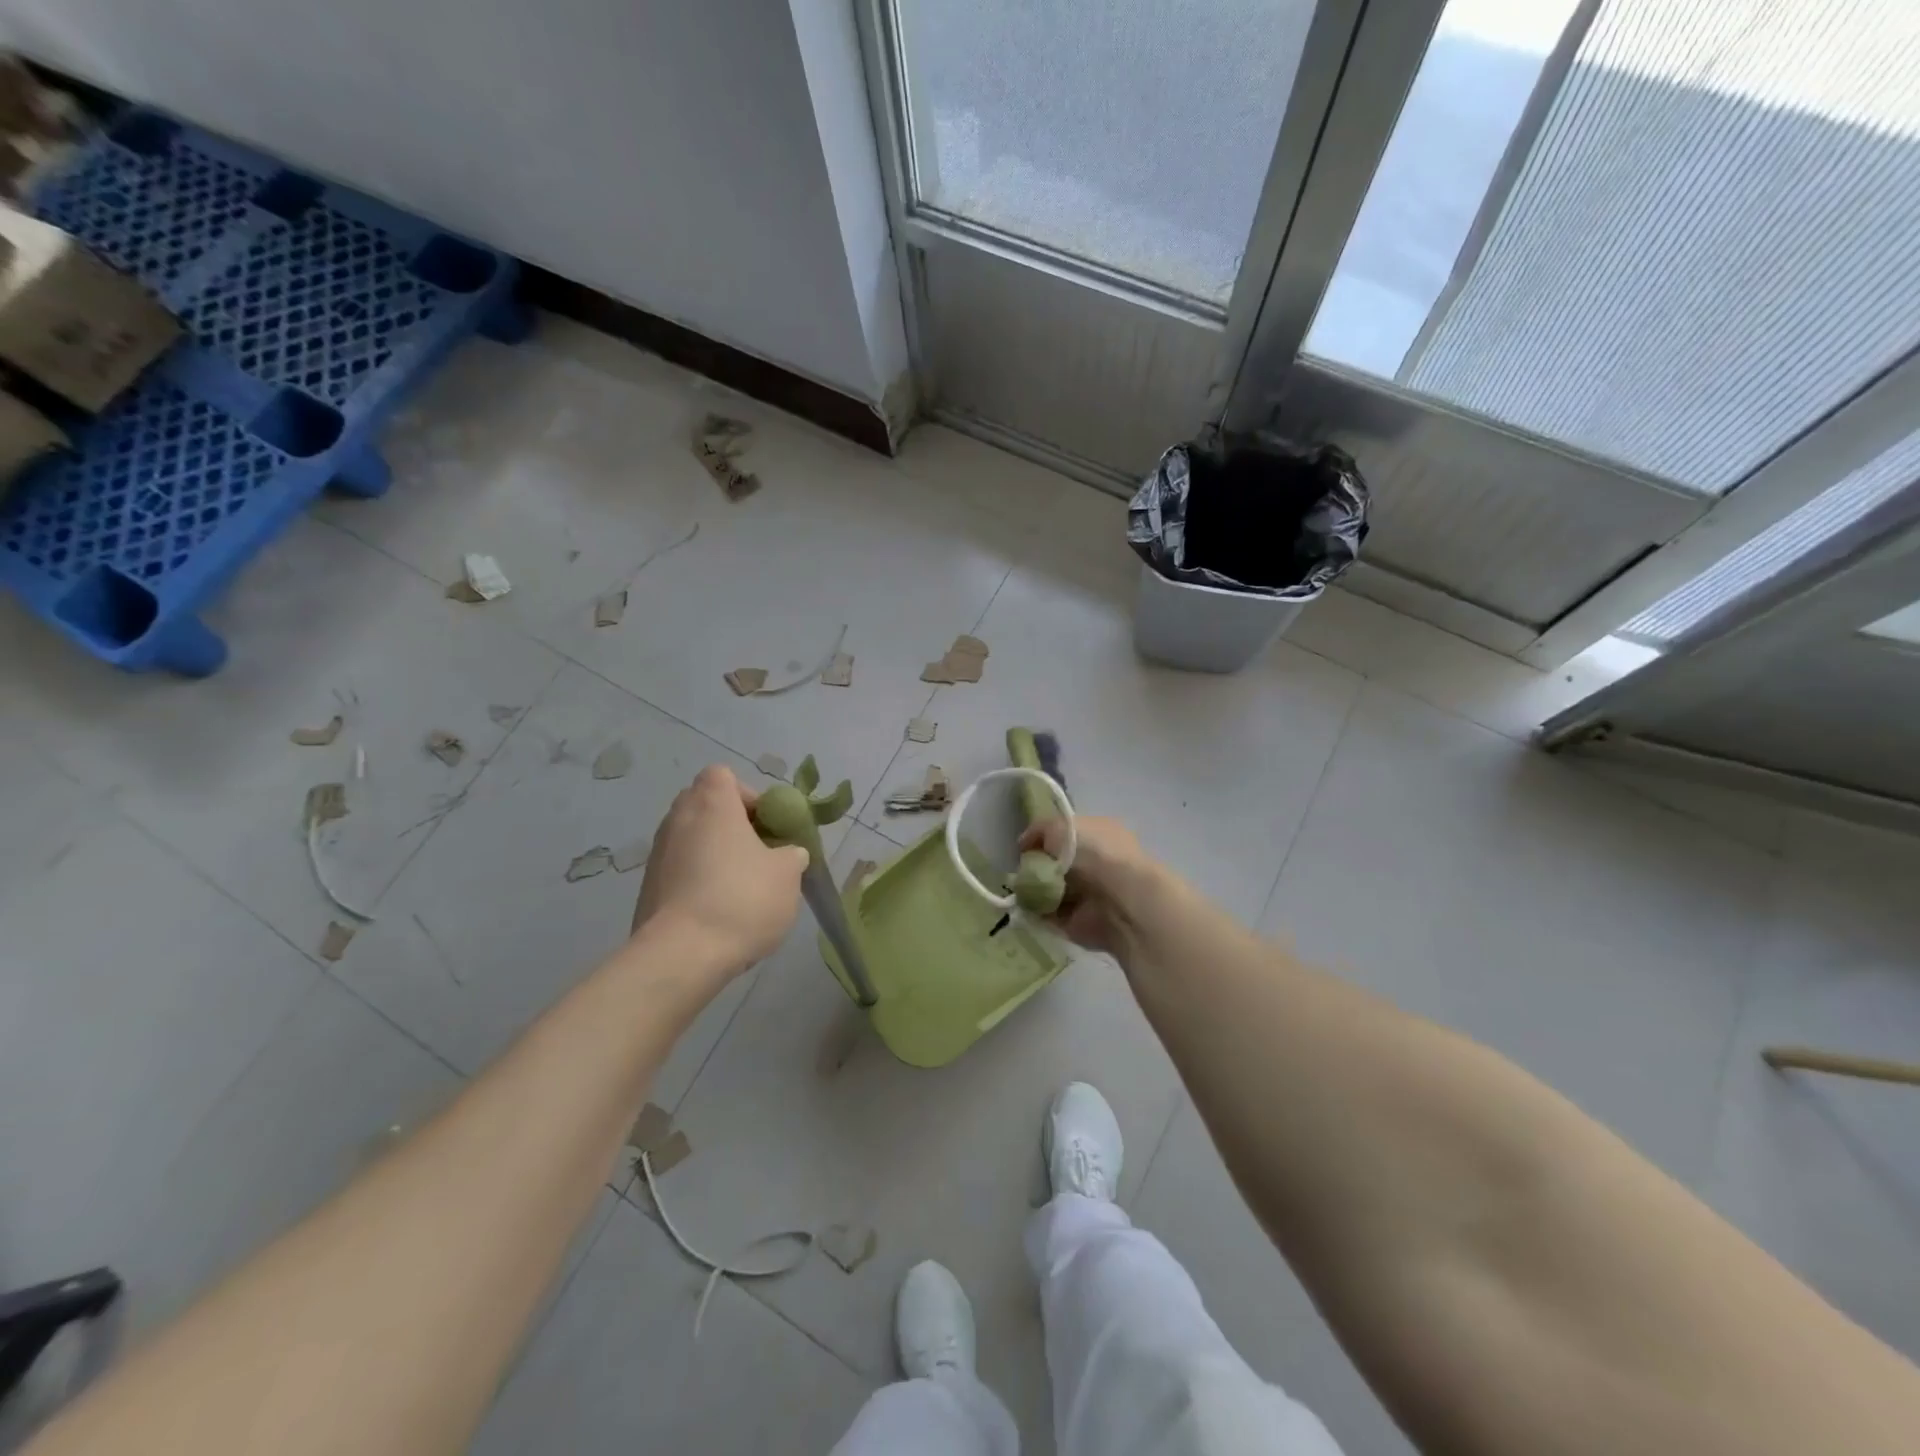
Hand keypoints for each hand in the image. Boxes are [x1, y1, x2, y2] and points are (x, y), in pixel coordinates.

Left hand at [633, 766, 807, 972]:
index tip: (766, 825)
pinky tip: (718, 911)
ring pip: (691, 839)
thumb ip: (791, 854)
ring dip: (714, 853)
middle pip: (704, 805)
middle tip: (757, 853)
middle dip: (731, 824)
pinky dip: (697, 880)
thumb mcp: (788, 874)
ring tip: (740, 887)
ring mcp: (657, 854)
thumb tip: (786, 853)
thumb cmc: (741, 899)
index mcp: (711, 804)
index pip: (722, 776)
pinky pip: (679, 870)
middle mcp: (678, 819)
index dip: (747, 795)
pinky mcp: (647, 888)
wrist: (681, 956)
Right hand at [1016, 815, 1154, 955]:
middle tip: (1019, 871)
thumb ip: (1039, 831)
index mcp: (1099, 833)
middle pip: (1056, 864)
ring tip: (1019, 890)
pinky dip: (1036, 913)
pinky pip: (1050, 915)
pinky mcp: (1081, 922)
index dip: (1043, 840)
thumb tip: (1025, 845)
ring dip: (1033, 891)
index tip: (1023, 848)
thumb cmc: (1093, 852)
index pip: (1066, 835)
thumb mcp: (1059, 826)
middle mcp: (1096, 863)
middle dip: (1035, 867)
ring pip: (1051, 890)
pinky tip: (1024, 908)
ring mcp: (1090, 894)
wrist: (1118, 899)